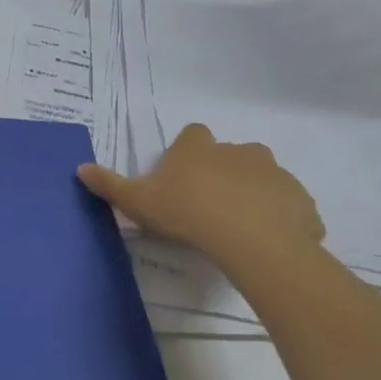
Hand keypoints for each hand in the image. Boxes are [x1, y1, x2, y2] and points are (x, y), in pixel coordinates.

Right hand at [78, 123, 322, 270]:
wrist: (252, 242)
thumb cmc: (187, 213)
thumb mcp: (137, 201)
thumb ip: (109, 185)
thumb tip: (80, 168)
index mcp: (199, 148)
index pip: (193, 135)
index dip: (187, 153)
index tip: (181, 177)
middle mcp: (239, 151)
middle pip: (230, 155)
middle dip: (222, 174)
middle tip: (208, 207)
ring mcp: (275, 174)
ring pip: (262, 179)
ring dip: (253, 195)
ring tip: (239, 228)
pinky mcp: (300, 201)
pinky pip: (288, 207)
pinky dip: (280, 220)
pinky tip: (266, 244)